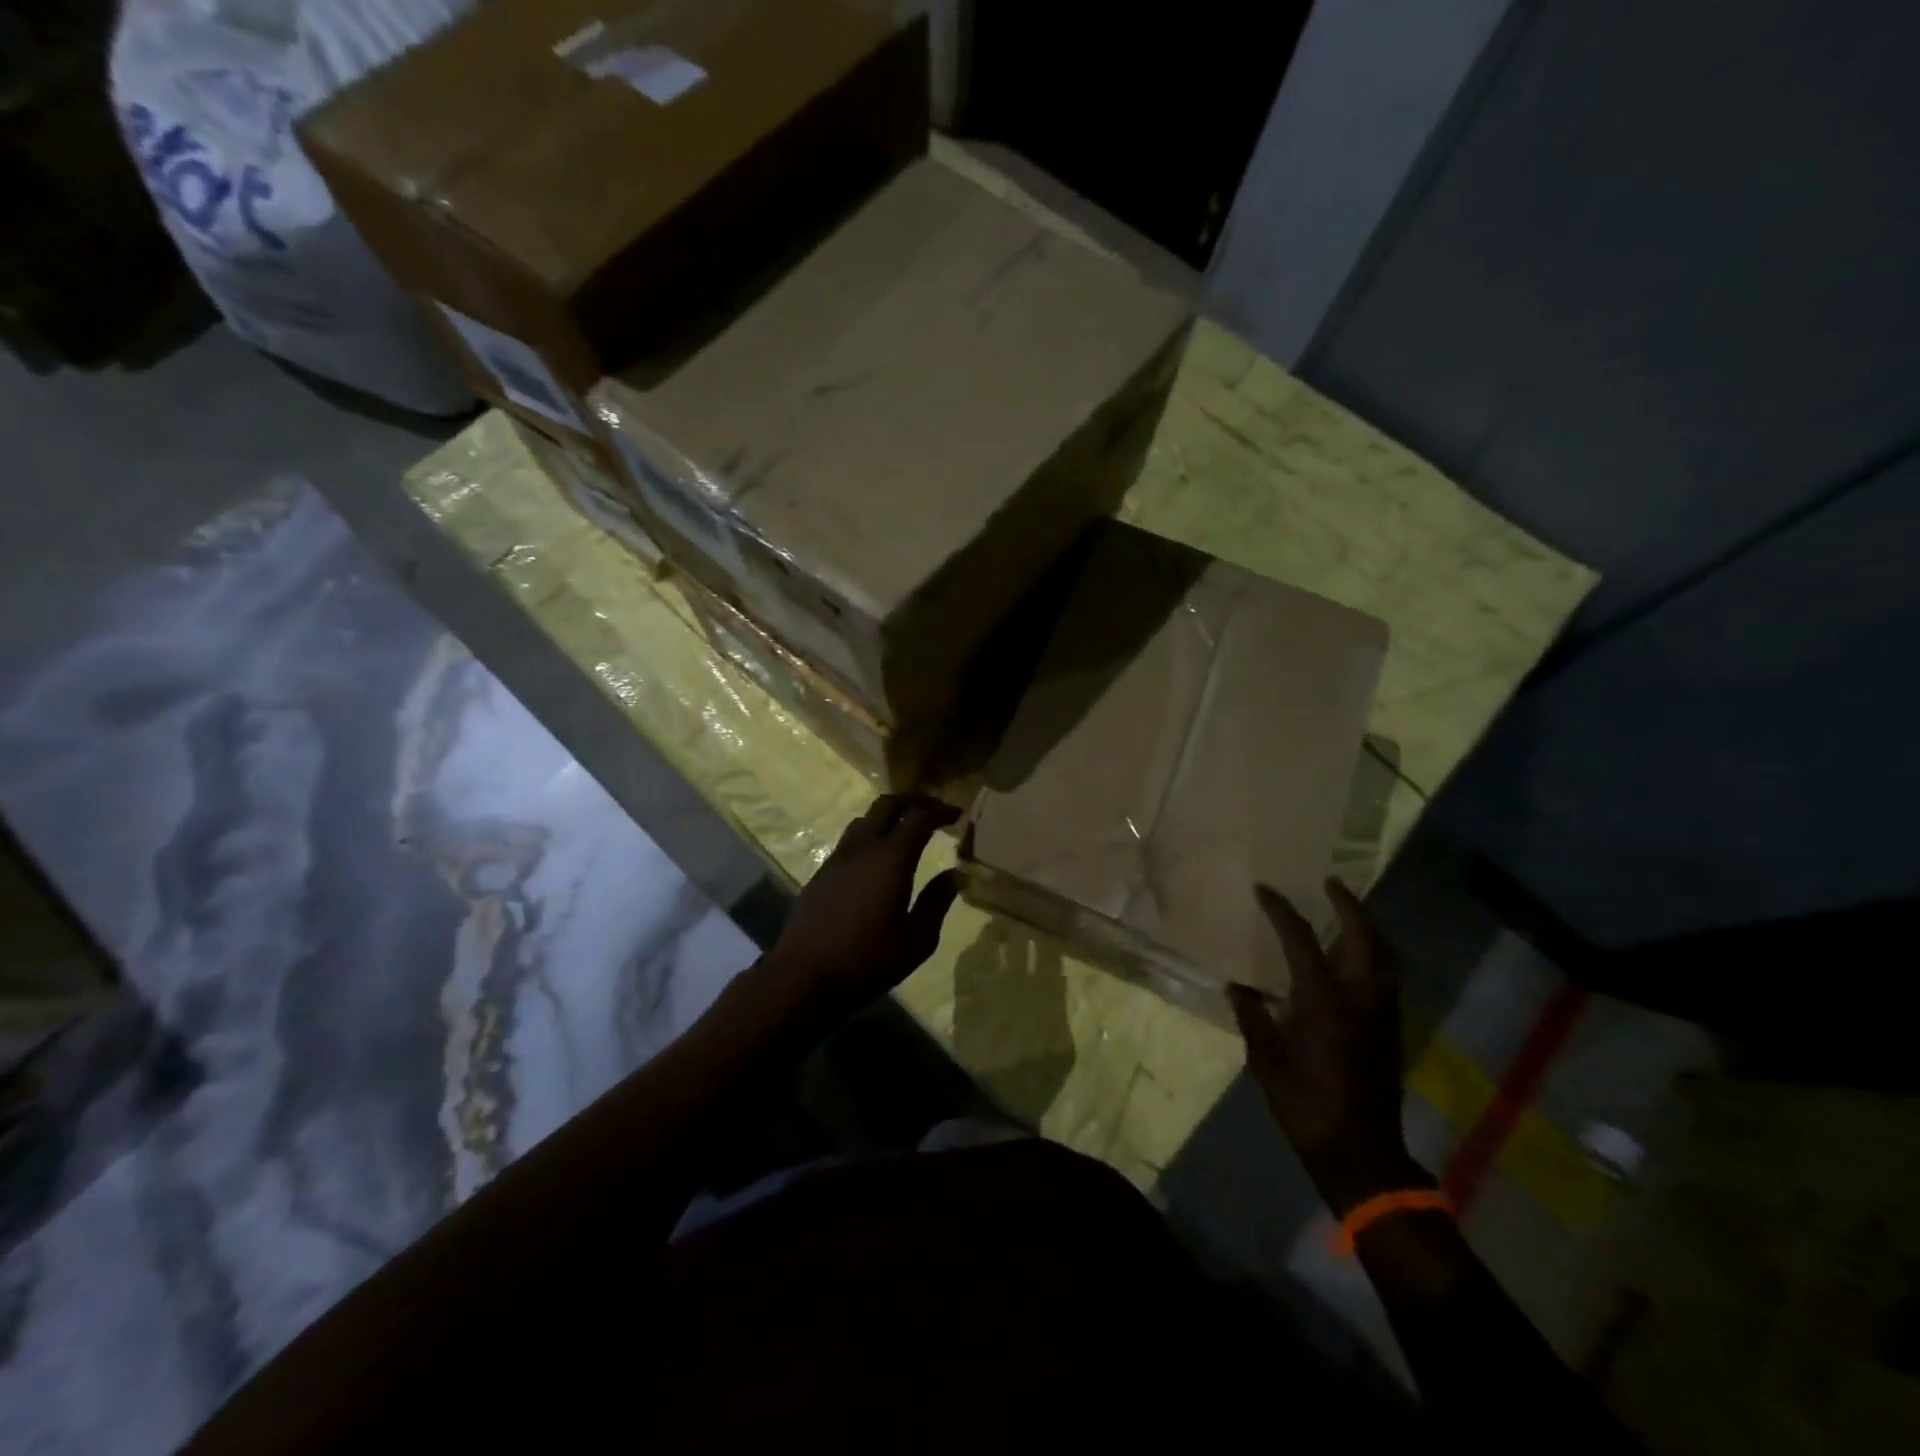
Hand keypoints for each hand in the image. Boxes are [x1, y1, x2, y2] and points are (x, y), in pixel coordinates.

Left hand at [763, 795, 959, 1014]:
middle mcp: (863, 848)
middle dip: (913, 800)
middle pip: (887, 805)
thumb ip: (937, 902)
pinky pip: (849, 840)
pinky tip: (876, 858)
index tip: (957, 814)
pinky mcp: (821, 873)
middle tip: (932, 808)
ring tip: (904, 829)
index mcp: (891, 859)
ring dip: (887, 816)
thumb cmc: (867, 960)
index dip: (940, 811)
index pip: (919, 818)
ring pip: (864, 819)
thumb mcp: (917, 939)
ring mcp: (838, 858)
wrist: (804, 976)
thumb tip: (955, 875)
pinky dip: (869, 835)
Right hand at [1230, 879, 1426, 1215]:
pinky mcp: (1389, 1029)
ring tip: (1348, 911)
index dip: (1281, 910)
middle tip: (1330, 884)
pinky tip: (1356, 955)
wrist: (1359, 1153)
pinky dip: (1374, 952)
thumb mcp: (1265, 1061)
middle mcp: (1359, 998)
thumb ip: (1252, 1017)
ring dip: (1367, 927)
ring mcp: (1381, 1014)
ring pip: (1384, 956)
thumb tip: (1238, 987)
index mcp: (1324, 1001)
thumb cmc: (1306, 1104)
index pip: (1301, 940)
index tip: (1264, 890)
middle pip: (1363, 938)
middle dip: (1348, 906)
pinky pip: (1386, 975)